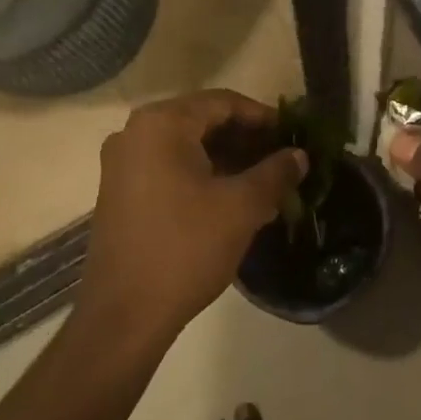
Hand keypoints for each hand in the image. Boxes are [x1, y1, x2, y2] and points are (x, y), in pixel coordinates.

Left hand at [81, 90, 305, 342]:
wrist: (124, 316)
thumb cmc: (185, 248)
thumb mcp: (241, 207)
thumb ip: (275, 172)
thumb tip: (299, 155)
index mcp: (162, 124)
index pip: (224, 103)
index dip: (263, 117)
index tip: (293, 135)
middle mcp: (136, 133)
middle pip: (204, 122)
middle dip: (247, 141)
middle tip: (283, 160)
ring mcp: (123, 164)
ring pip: (188, 147)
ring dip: (228, 160)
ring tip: (266, 183)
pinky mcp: (120, 192)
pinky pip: (170, 168)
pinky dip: (204, 176)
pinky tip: (234, 200)